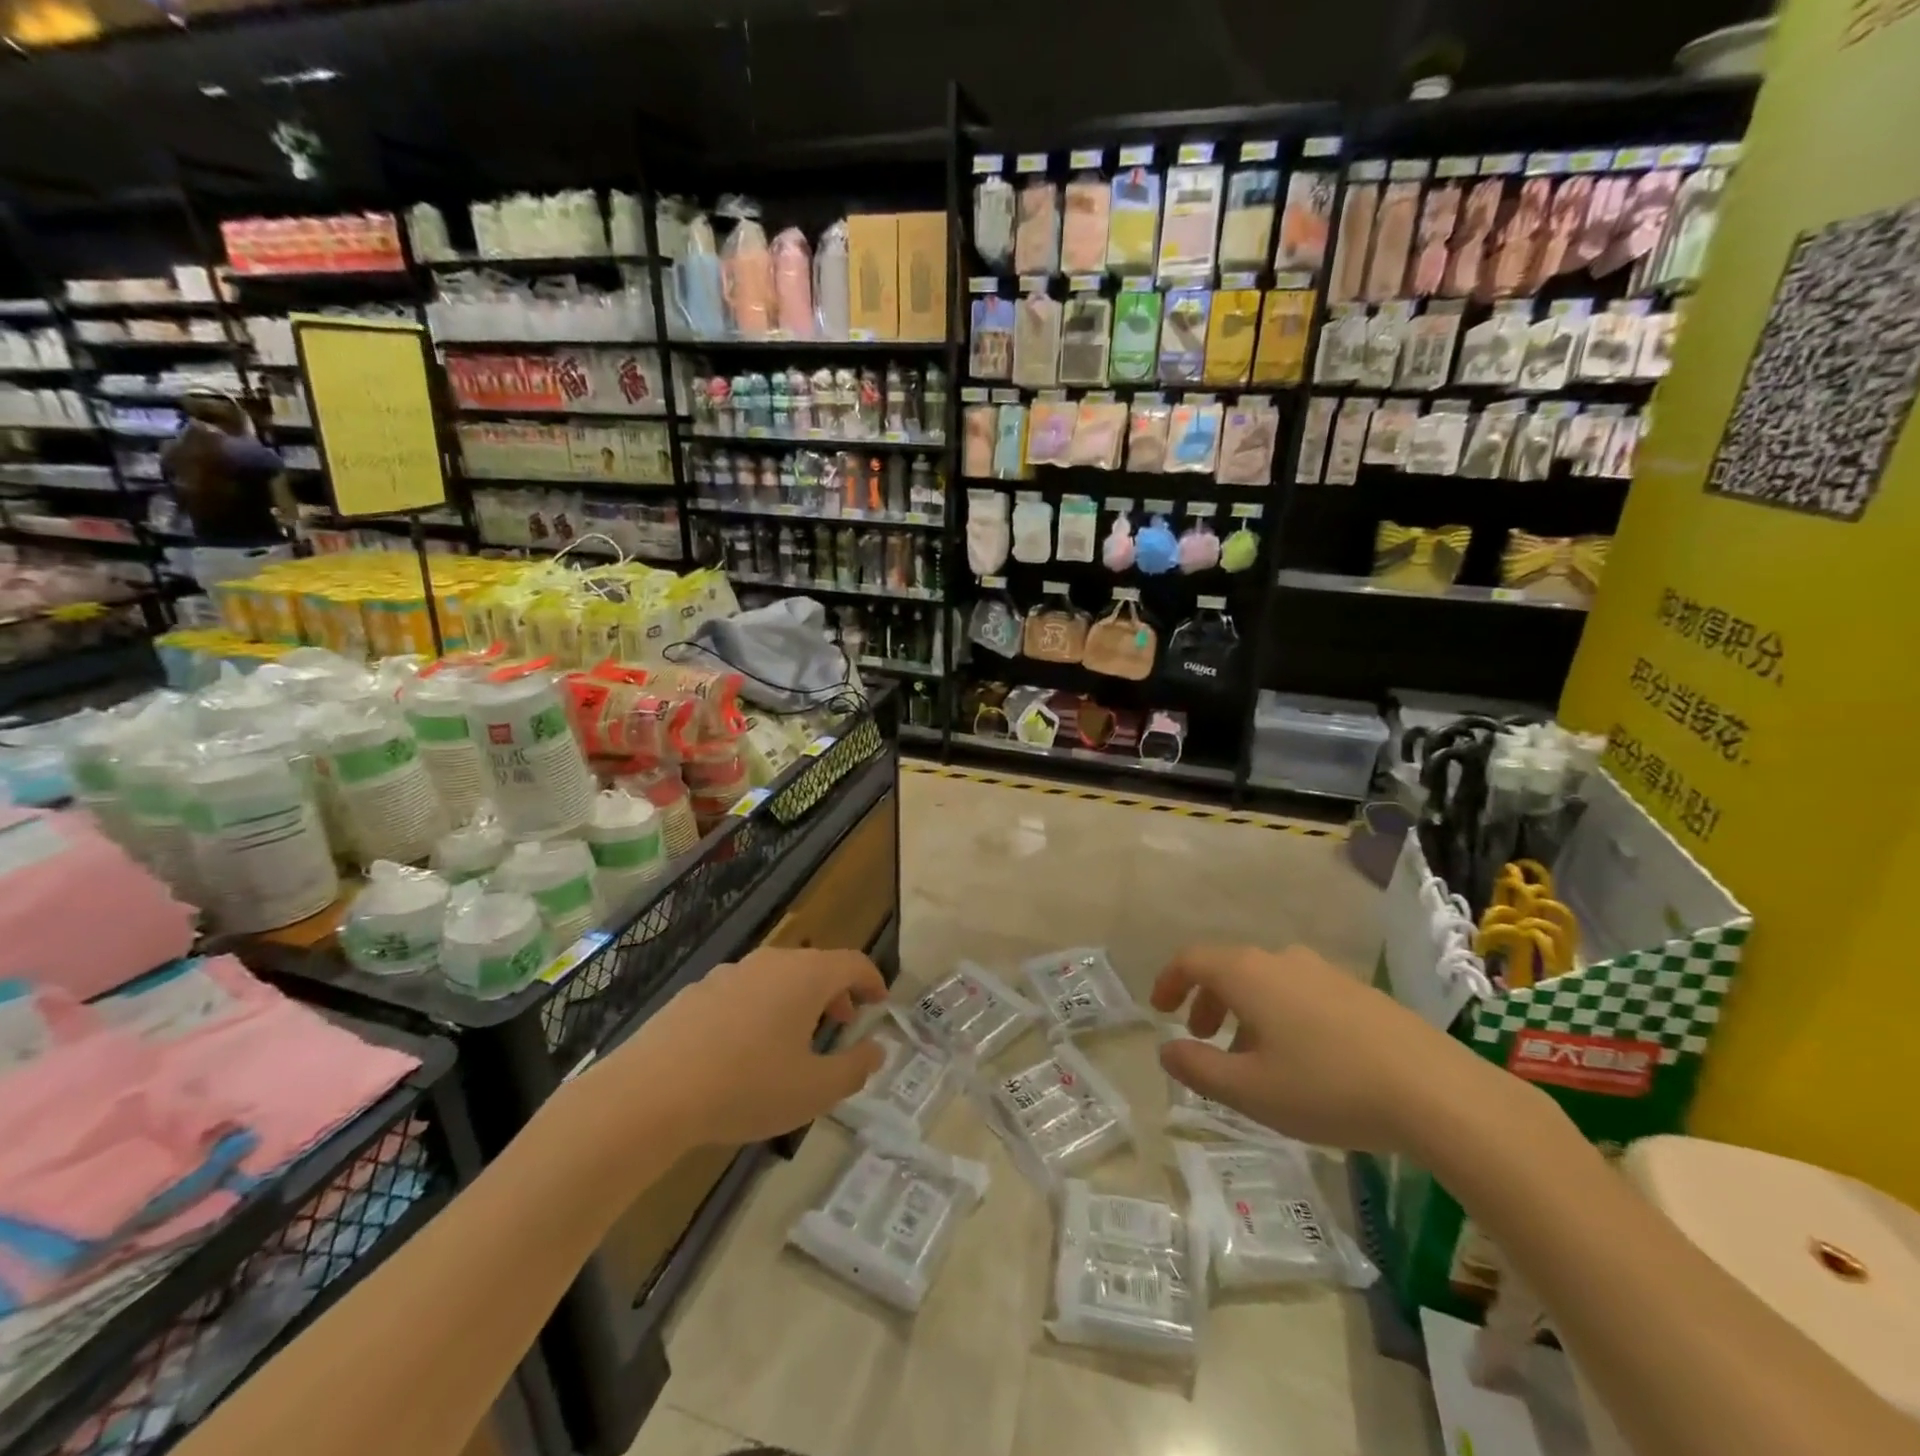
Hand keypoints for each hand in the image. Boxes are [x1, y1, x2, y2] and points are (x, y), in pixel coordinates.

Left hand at [615, 948, 888, 1146]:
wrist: (649, 1094)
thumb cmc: (745, 1088)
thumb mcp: (813, 1090)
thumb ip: (854, 1068)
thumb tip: (876, 1049)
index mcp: (805, 976)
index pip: (853, 963)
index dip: (873, 979)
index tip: (880, 1000)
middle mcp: (770, 963)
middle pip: (815, 966)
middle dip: (835, 992)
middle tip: (842, 1023)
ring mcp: (729, 974)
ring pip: (777, 978)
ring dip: (796, 1001)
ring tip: (793, 1040)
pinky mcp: (695, 992)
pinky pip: (743, 992)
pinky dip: (760, 1009)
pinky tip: (744, 1050)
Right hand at [1152, 944, 1510, 1154]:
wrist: (1437, 1093)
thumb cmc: (1328, 1088)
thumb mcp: (1250, 1090)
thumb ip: (1198, 1068)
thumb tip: (1166, 1049)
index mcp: (1248, 974)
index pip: (1192, 960)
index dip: (1168, 981)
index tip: (1159, 1010)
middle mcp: (1282, 960)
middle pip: (1229, 968)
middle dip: (1207, 1001)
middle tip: (1202, 1039)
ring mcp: (1324, 972)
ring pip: (1266, 982)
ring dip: (1244, 1011)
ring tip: (1250, 1058)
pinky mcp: (1358, 992)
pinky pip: (1299, 993)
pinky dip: (1279, 1015)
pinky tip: (1301, 1060)